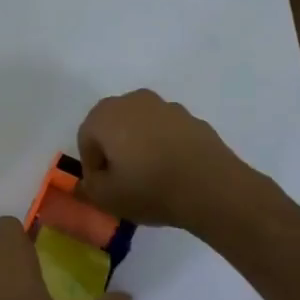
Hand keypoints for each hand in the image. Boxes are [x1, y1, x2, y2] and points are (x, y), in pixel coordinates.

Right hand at [76, 88, 259, 229]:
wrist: (213, 188)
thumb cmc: (150, 188)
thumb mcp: (106, 198)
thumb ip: (89, 187)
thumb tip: (88, 181)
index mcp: (105, 115)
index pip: (86, 139)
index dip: (92, 166)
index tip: (104, 188)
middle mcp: (133, 101)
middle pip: (113, 127)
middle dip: (114, 151)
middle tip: (124, 181)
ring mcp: (166, 107)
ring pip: (141, 127)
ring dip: (140, 147)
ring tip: (152, 178)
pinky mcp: (193, 119)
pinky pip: (167, 133)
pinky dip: (165, 147)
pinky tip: (174, 172)